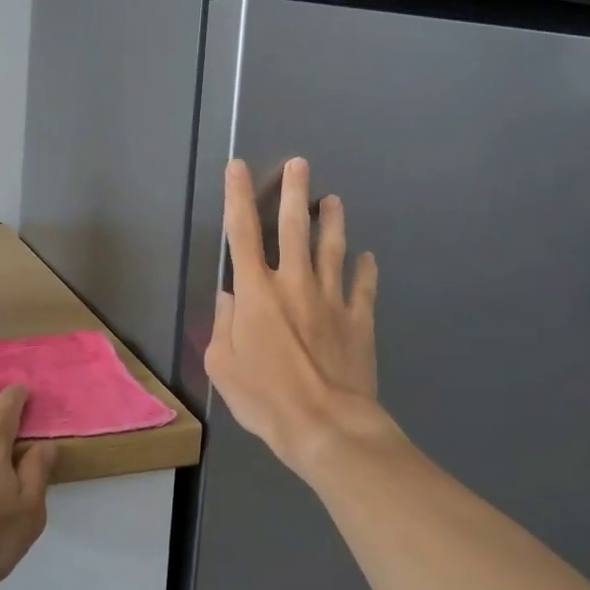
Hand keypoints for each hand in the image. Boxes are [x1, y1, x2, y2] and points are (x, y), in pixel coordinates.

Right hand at [205, 158, 394, 476]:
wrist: (326, 425)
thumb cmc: (265, 397)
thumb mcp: (222, 365)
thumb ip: (222, 324)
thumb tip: (229, 296)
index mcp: (257, 292)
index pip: (242, 233)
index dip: (237, 196)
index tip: (238, 167)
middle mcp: (294, 283)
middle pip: (293, 227)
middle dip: (294, 191)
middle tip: (300, 164)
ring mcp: (331, 298)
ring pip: (333, 248)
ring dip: (332, 221)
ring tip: (334, 201)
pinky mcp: (359, 318)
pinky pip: (363, 286)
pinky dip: (365, 269)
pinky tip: (367, 257)